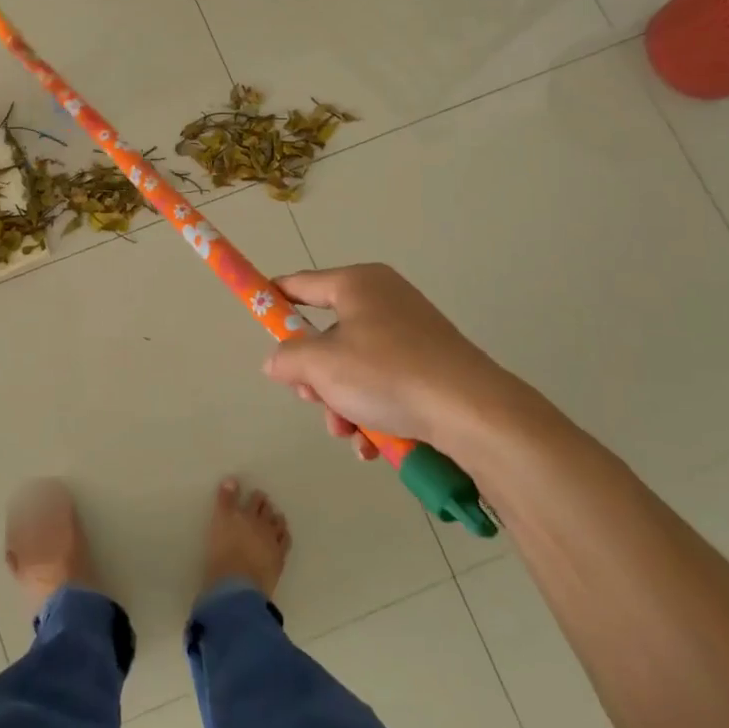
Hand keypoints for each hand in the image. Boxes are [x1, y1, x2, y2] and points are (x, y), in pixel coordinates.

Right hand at [262, 264, 543, 460]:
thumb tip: (278, 360)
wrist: (473, 413)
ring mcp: (411, 334)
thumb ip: (288, 358)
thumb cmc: (387, 374)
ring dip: (341, 403)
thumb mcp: (322, 365)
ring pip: (354, 367)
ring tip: (348, 433)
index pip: (300, 284)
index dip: (273, 298)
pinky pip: (384, 383)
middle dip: (315, 375)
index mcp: (358, 284)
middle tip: (312, 397)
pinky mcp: (430, 366)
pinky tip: (373, 444)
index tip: (256, 313)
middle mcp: (385, 300)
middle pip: (327, 334)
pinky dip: (371, 412)